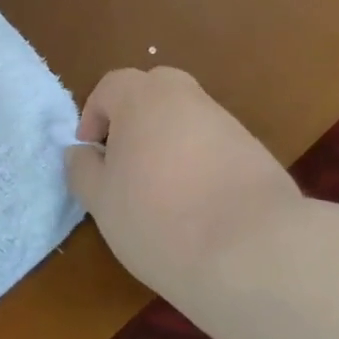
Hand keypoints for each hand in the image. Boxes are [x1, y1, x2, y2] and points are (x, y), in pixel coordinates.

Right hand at [65, 67, 302, 295]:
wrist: (254, 252)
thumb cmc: (158, 218)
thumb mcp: (101, 201)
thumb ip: (83, 169)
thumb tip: (81, 152)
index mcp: (143, 97)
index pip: (110, 86)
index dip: (94, 116)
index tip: (92, 154)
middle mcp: (187, 98)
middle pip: (154, 92)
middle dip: (134, 119)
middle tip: (125, 161)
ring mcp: (227, 123)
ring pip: (187, 119)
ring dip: (169, 143)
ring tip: (162, 192)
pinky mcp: (257, 153)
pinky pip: (215, 147)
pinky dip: (200, 164)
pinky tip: (199, 206)